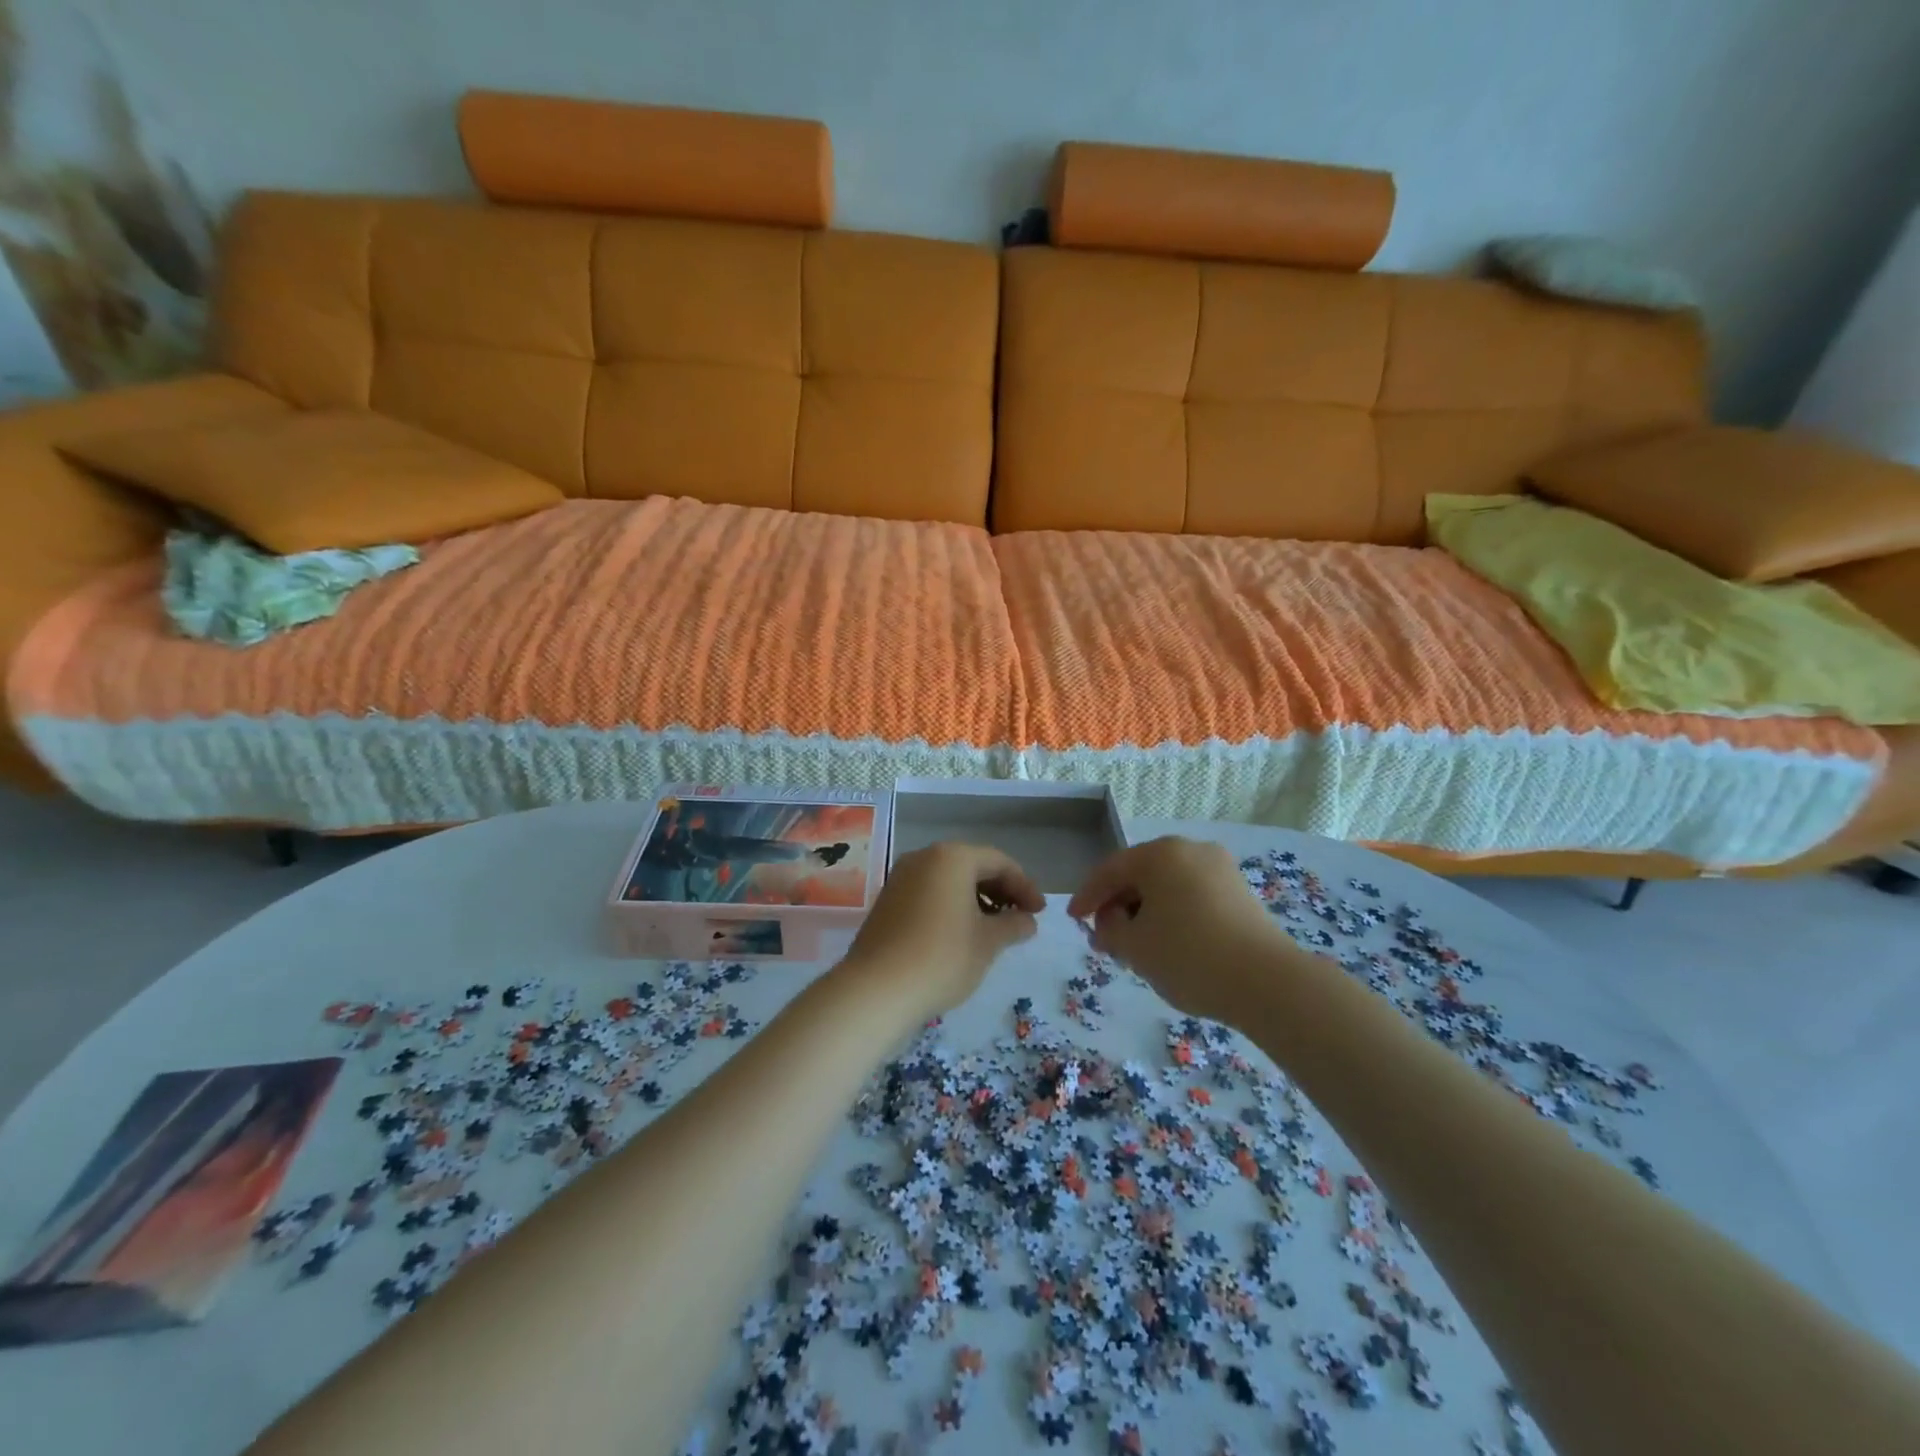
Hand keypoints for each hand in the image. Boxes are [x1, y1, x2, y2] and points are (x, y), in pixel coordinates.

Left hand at [838, 842, 1043, 1023]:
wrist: (876, 990)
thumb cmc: (942, 958)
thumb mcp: (988, 942)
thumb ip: (1013, 925)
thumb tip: (1026, 920)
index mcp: (952, 857)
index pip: (999, 862)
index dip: (1024, 886)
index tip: (1039, 913)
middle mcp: (924, 858)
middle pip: (972, 866)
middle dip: (1000, 891)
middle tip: (1020, 919)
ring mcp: (901, 878)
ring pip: (949, 880)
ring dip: (976, 900)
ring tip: (993, 931)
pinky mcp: (887, 901)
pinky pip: (929, 893)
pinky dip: (951, 907)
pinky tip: (961, 935)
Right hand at [1068, 837, 1293, 1023]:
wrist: (1267, 982)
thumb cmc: (1189, 956)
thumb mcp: (1134, 947)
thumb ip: (1109, 930)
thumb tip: (1109, 922)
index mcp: (1160, 854)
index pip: (1110, 870)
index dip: (1087, 896)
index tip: (1074, 920)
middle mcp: (1191, 850)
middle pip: (1141, 875)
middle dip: (1119, 906)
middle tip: (1105, 938)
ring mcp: (1220, 869)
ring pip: (1168, 886)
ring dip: (1146, 912)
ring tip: (1136, 946)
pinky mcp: (1240, 893)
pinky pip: (1192, 896)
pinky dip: (1174, 914)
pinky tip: (1169, 943)